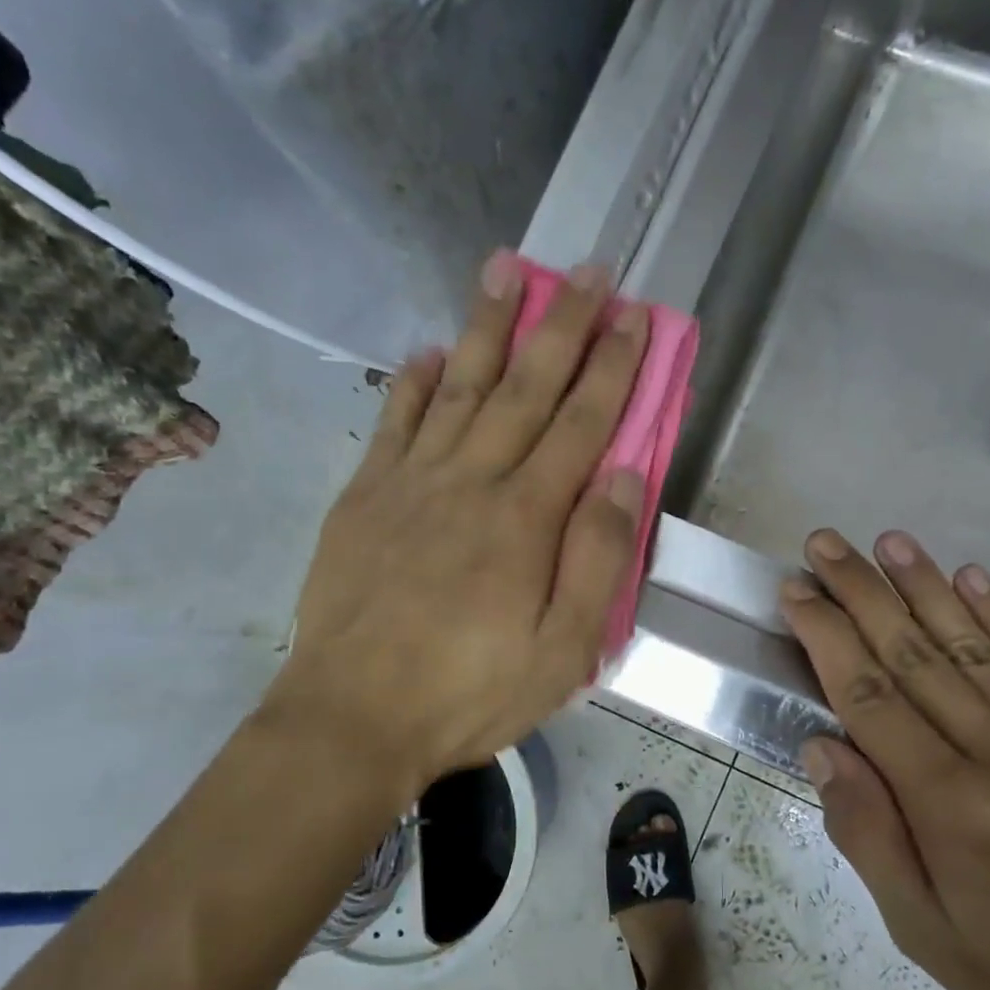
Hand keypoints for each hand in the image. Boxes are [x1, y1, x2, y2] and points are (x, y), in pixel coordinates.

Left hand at [264, 253, 649, 816]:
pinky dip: (414, 383)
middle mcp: (471, 481)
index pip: (581, 424)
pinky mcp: (364, 498)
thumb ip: (598, 559)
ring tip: (507, 270)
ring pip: (458, 387)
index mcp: (525, 518)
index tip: (636, 316)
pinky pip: (394, 424)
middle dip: (564, 325)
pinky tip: (429, 351)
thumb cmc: (471, 693)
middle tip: (590, 271)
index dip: (613, 367)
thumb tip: (624, 478)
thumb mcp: (562, 650)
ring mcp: (410, 483)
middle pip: (525, 387)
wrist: (354, 719)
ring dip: (487, 327)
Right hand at [780, 528, 989, 989]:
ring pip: (973, 644)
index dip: (827, 636)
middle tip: (825, 543)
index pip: (869, 695)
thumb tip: (822, 748)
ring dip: (924, 585)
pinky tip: (972, 574)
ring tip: (888, 541)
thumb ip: (869, 835)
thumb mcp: (927, 934)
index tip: (797, 592)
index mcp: (945, 802)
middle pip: (913, 653)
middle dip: (861, 592)